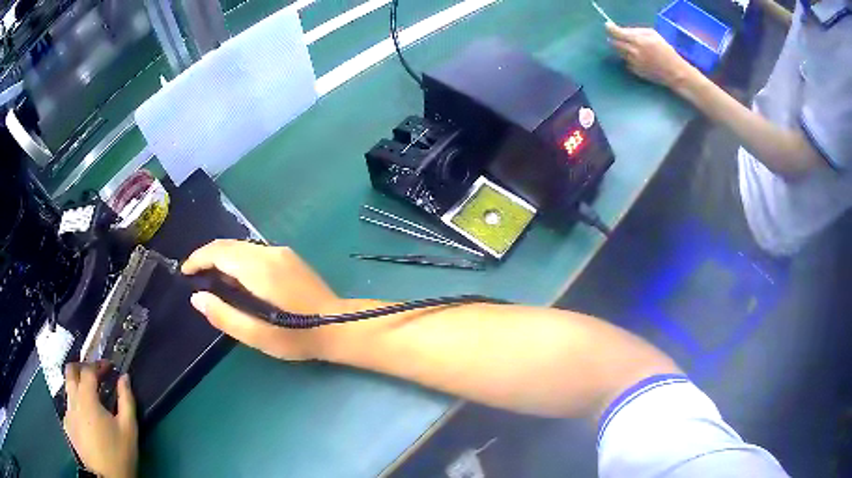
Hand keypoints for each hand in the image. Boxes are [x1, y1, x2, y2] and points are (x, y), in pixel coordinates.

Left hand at [63, 362, 136, 477]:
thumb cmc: (119, 454)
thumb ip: (126, 400)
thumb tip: (124, 378)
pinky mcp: (67, 425)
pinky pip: (69, 406)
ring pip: (68, 388)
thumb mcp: (128, 429)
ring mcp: (67, 413)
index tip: (109, 367)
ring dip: (78, 385)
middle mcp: (73, 400)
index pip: (88, 370)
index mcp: (87, 398)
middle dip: (82, 367)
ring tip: (91, 396)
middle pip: (70, 371)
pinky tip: (86, 417)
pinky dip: (76, 404)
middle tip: (95, 374)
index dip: (98, 364)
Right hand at [182, 240, 342, 359]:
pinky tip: (235, 280)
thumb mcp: (257, 335)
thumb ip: (224, 316)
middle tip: (194, 276)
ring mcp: (281, 252)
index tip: (184, 271)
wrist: (339, 326)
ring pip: (241, 247)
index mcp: (259, 268)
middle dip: (207, 257)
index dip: (198, 258)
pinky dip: (237, 260)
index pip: (219, 252)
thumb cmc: (298, 336)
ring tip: (210, 279)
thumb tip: (197, 298)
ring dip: (222, 258)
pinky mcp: (289, 257)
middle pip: (229, 245)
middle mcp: (269, 252)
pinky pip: (254, 252)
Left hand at [606, 23, 694, 88]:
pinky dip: (630, 59)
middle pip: (614, 43)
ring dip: (623, 49)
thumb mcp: (652, 34)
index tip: (609, 26)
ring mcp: (633, 62)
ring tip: (635, 49)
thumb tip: (623, 30)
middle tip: (622, 38)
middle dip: (615, 39)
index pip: (615, 33)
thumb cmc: (665, 50)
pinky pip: (627, 62)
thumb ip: (636, 31)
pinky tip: (640, 60)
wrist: (674, 72)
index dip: (610, 28)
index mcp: (636, 40)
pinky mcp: (635, 71)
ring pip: (620, 53)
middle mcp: (632, 51)